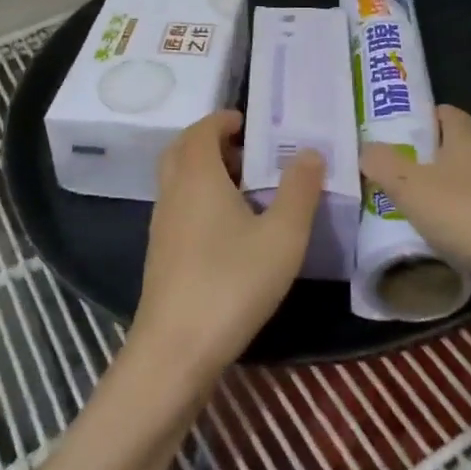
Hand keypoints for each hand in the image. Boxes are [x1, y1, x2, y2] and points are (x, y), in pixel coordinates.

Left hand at [130, 110, 324, 384]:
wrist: (176, 349)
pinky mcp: (161, 253)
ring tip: (246, 189)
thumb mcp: (282, 236)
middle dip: (212, 142)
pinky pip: (179, 206)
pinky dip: (200, 199)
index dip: (223, 120)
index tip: (248, 123)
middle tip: (249, 153)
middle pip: (183, 150)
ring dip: (206, 172)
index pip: (201, 129)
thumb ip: (299, 189)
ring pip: (179, 180)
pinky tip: (229, 229)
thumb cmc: (232, 283)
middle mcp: (173, 192)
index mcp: (197, 176)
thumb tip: (309, 151)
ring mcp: (161, 224)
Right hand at [360, 106, 470, 338]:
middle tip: (380, 173)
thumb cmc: (470, 215)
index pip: (443, 113)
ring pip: (456, 187)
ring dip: (430, 196)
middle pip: (447, 151)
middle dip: (416, 160)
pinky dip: (446, 227)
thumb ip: (383, 163)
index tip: (388, 132)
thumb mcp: (412, 186)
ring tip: (393, 209)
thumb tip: (366, 149)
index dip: (418, 117)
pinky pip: (467, 220)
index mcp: (467, 139)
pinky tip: (424, 241)